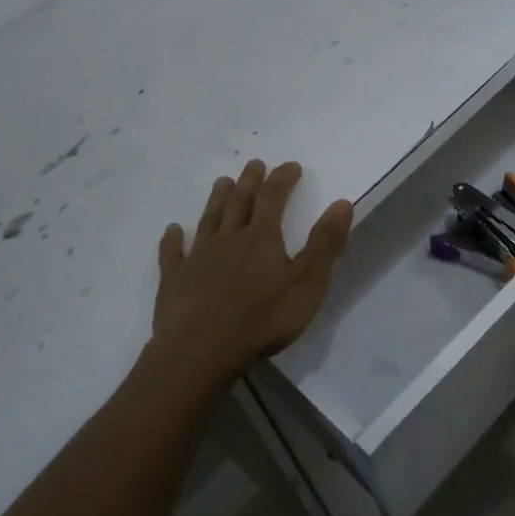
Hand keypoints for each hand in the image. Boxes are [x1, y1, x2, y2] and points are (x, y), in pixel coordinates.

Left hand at [150, 160, 353, 392]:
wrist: (200, 351)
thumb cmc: (262, 320)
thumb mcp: (307, 284)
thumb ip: (325, 244)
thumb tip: (341, 203)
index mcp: (262, 238)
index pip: (273, 197)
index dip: (283, 179)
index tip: (291, 166)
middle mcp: (228, 239)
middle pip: (239, 202)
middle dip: (249, 181)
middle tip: (254, 164)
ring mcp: (198, 258)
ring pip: (209, 220)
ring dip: (217, 200)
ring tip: (222, 182)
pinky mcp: (174, 280)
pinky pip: (172, 253)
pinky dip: (173, 239)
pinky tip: (173, 231)